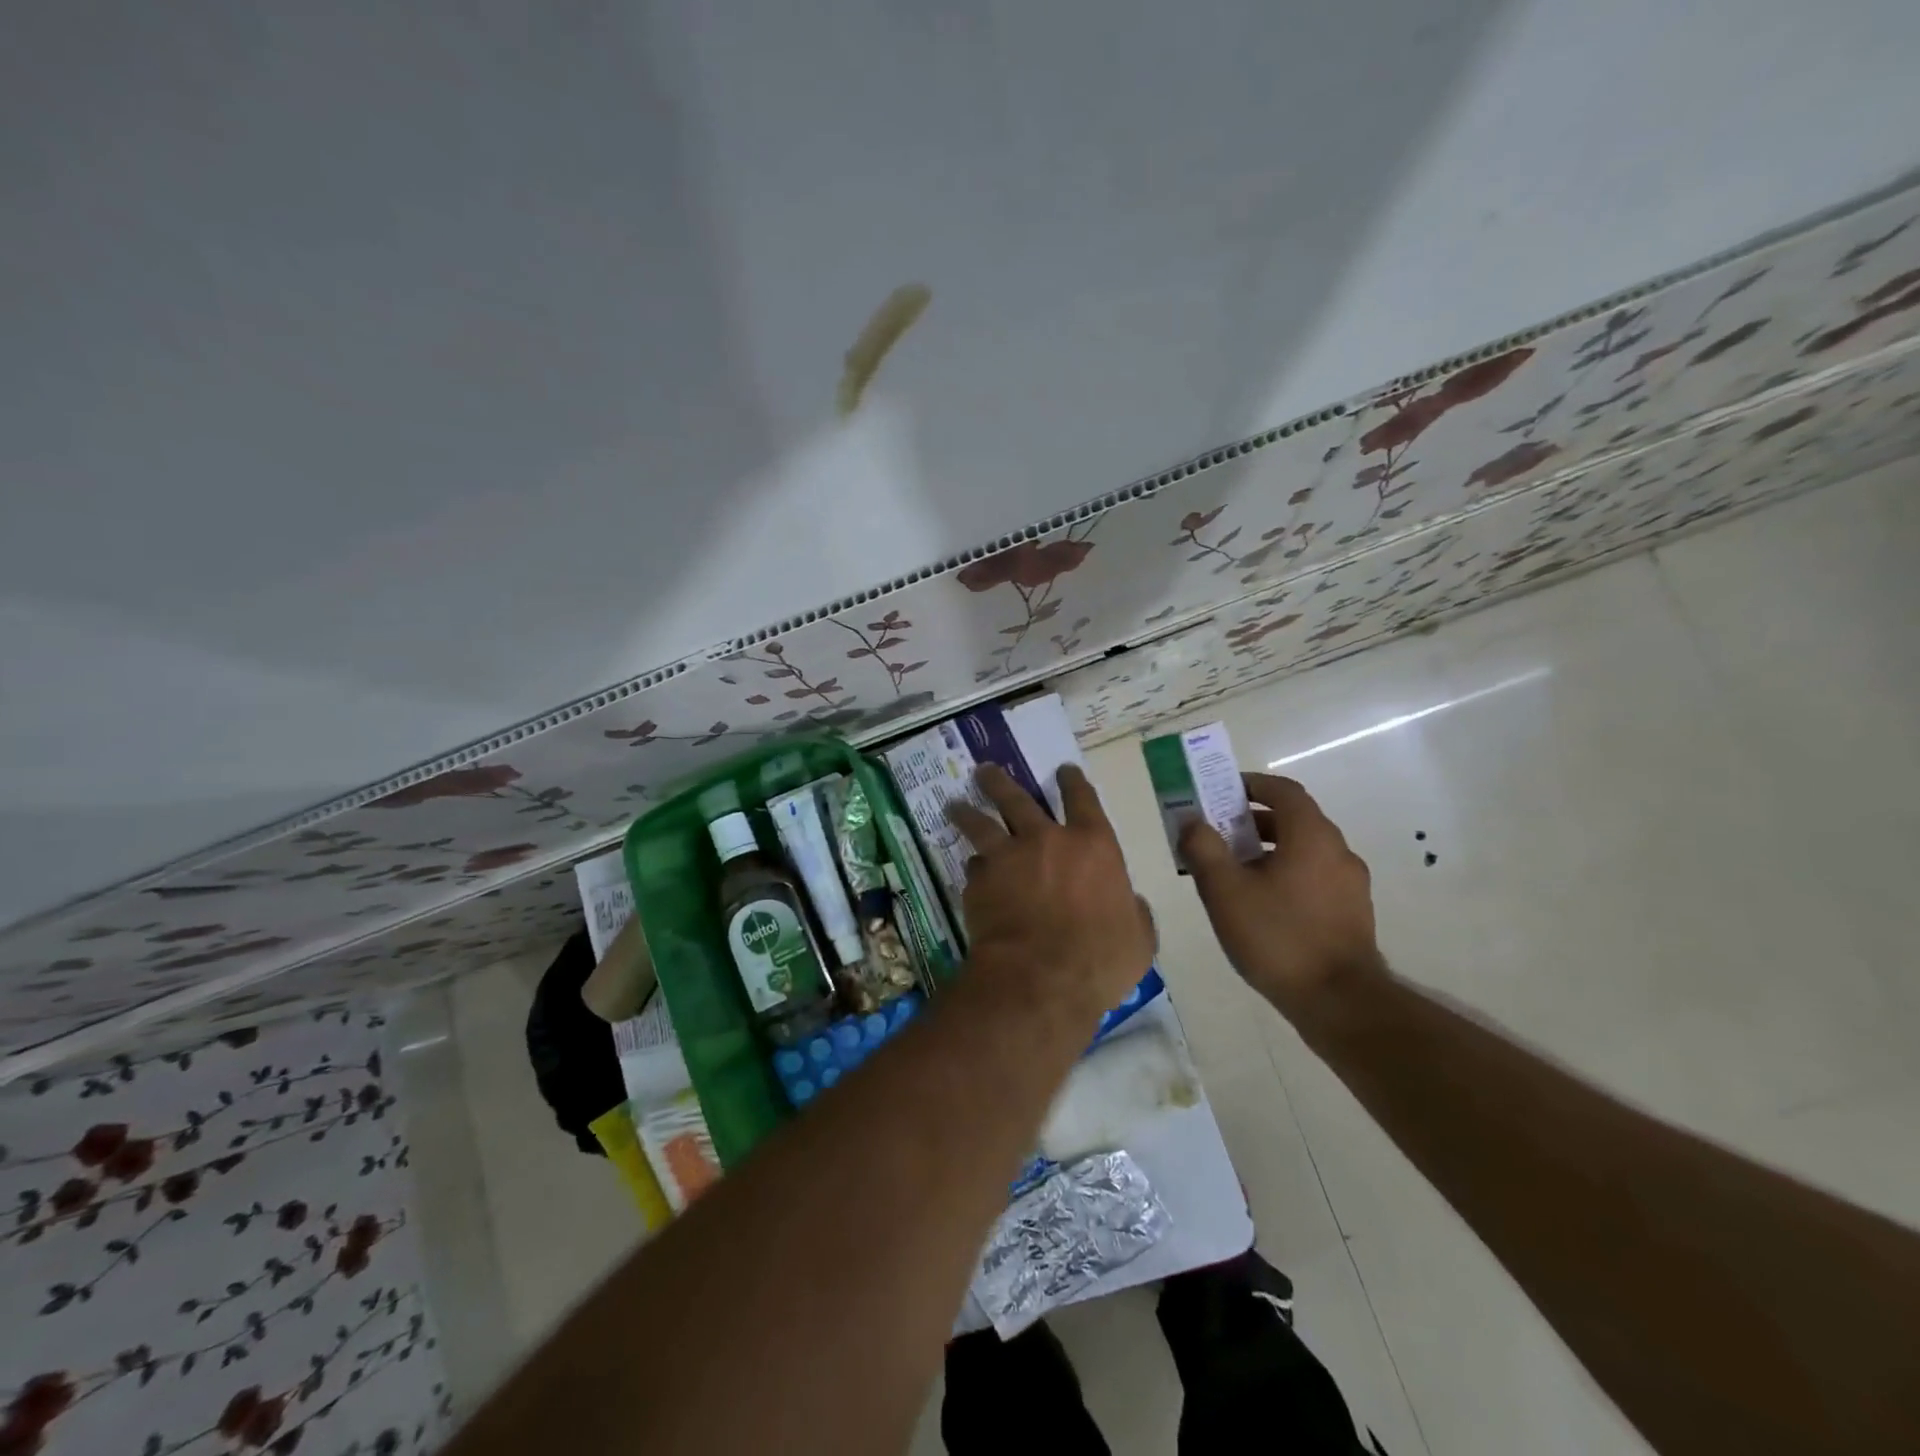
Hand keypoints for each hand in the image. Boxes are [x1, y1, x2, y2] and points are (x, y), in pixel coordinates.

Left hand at [949, 764, 1154, 1015]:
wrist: (1039, 978)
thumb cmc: (1100, 959)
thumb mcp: (1138, 938)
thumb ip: (1134, 913)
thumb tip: (1130, 904)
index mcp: (1093, 845)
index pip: (1083, 799)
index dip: (1073, 782)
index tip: (1064, 770)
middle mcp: (1046, 840)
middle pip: (1018, 799)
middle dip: (1000, 782)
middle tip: (984, 770)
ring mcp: (1007, 858)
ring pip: (982, 824)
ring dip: (968, 812)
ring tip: (954, 805)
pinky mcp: (979, 882)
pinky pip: (974, 868)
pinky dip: (973, 868)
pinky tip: (968, 872)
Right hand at [1180, 773, 1384, 1023]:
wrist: (1339, 1001)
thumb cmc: (1277, 936)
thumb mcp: (1225, 891)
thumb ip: (1203, 848)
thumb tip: (1192, 820)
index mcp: (1311, 835)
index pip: (1284, 790)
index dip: (1252, 784)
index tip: (1222, 792)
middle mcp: (1337, 851)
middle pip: (1294, 819)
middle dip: (1253, 820)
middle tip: (1218, 833)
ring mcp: (1350, 883)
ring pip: (1304, 850)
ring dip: (1269, 849)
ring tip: (1234, 872)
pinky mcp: (1353, 912)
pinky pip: (1314, 876)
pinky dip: (1287, 873)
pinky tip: (1262, 904)